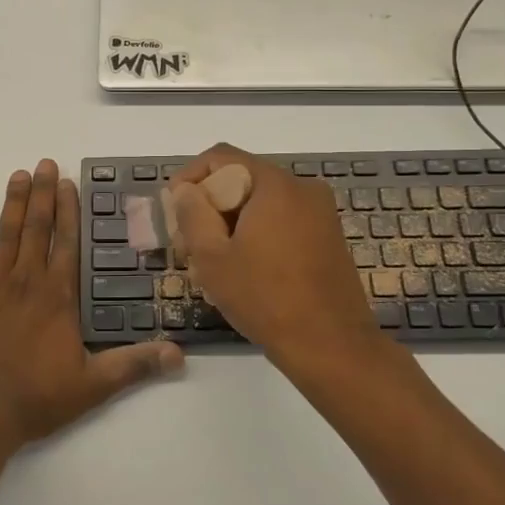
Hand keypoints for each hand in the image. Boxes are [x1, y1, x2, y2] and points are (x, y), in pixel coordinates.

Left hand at [0, 160, 181, 448]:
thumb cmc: (37, 399)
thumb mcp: (94, 385)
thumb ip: (135, 365)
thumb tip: (179, 354)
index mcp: (57, 297)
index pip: (66, 243)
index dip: (68, 211)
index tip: (67, 182)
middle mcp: (27, 282)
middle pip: (37, 229)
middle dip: (42, 194)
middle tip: (44, 163)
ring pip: (7, 236)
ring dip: (13, 203)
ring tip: (18, 174)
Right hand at [169, 144, 387, 371]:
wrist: (332, 346)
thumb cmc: (265, 298)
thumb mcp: (213, 257)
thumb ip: (192, 214)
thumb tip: (186, 190)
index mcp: (275, 184)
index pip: (222, 157)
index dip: (189, 177)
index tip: (172, 208)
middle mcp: (303, 188)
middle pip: (242, 179)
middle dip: (209, 205)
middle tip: (187, 242)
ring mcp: (321, 212)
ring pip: (261, 203)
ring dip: (231, 222)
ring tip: (210, 261)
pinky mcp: (328, 236)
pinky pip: (282, 220)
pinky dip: (256, 233)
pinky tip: (243, 268)